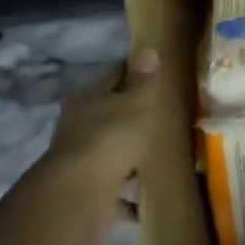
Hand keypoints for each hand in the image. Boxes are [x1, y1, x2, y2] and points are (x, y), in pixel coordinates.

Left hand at [39, 47, 161, 194]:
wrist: (80, 195)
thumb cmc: (111, 138)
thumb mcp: (137, 103)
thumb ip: (143, 80)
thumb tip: (147, 49)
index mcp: (88, 98)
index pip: (114, 75)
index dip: (135, 72)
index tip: (158, 74)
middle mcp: (79, 125)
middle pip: (110, 113)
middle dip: (133, 115)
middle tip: (164, 115)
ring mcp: (82, 159)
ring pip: (112, 149)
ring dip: (131, 153)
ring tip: (161, 154)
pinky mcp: (88, 189)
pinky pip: (116, 184)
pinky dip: (130, 188)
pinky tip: (148, 190)